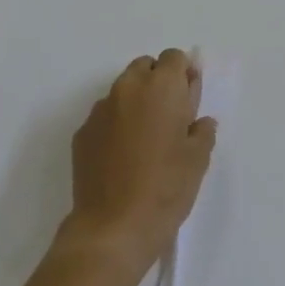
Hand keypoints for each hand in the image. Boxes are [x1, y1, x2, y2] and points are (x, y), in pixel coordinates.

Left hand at [59, 49, 215, 278]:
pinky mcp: (82, 133)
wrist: (113, 227)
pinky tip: (123, 157)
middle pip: (145, 67)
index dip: (184, 75)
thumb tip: (198, 121)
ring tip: (145, 140)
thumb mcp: (198, 158)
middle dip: (158, 83)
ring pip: (123, 91)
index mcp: (161, 87)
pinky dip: (116, 125)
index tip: (189, 100)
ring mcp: (100, 110)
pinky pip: (105, 116)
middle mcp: (128, 89)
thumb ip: (201, 129)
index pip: (174, 58)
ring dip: (136, 103)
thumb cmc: (166, 187)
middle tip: (170, 118)